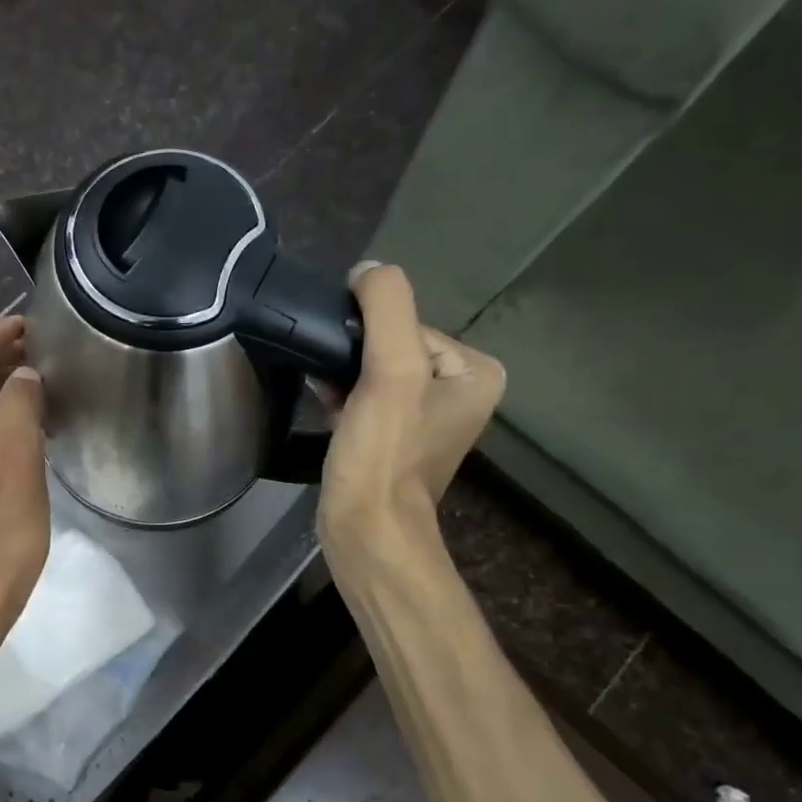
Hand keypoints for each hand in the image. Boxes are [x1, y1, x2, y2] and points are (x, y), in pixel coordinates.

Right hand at [317, 262, 504, 564]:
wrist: (366, 531)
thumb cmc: (384, 455)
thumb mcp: (392, 371)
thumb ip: (386, 307)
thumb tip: (368, 269)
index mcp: (475, 371)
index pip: (409, 325)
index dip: (370, 339)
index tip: (349, 370)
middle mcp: (459, 391)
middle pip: (391, 346)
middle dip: (355, 359)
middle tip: (333, 384)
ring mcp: (426, 418)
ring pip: (374, 372)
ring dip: (344, 376)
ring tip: (326, 394)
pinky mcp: (395, 439)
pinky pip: (367, 398)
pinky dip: (343, 396)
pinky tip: (326, 406)